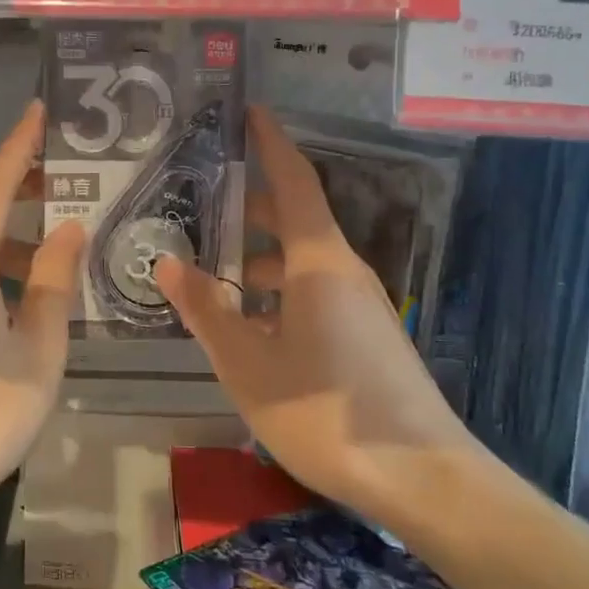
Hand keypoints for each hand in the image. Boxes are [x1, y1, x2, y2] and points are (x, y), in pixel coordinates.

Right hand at [154, 106, 493, 530]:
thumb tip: (168, 262)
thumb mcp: (248, 364)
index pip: (294, 182)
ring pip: (302, 260)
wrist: (421, 477)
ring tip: (211, 265)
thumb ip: (206, 311)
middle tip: (201, 195)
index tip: (250, 111)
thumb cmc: (325, 412)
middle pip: (295, 218)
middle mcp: (343, 271)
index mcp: (319, 263)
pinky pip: (313, 291)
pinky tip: (248, 320)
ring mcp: (360, 304)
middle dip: (251, 203)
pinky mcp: (366, 334)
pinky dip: (277, 289)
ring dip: (259, 255)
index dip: (271, 143)